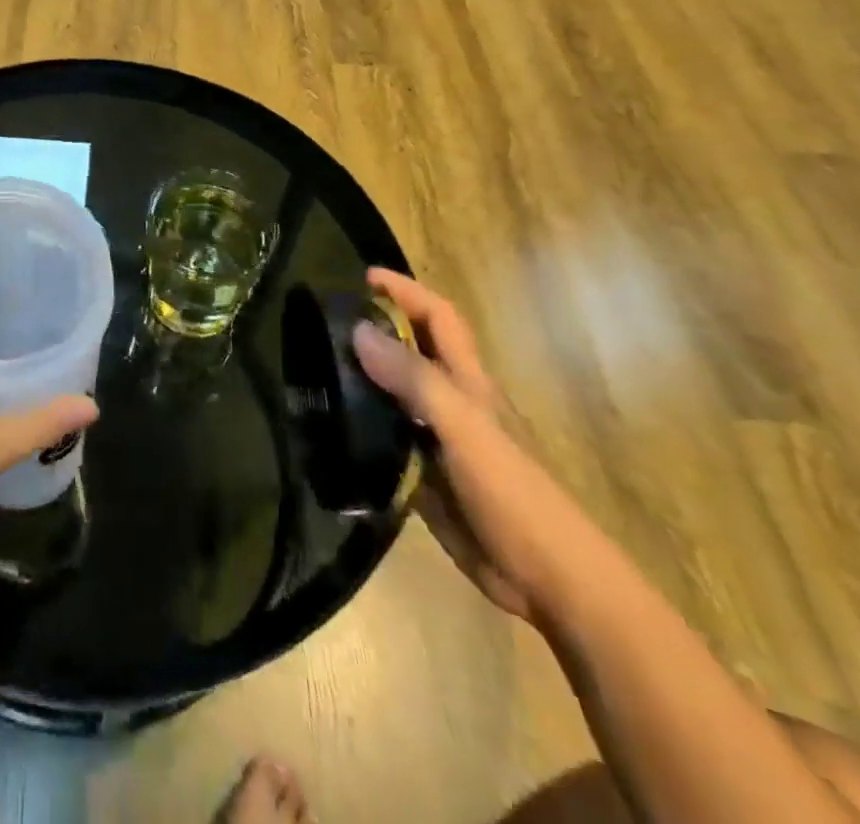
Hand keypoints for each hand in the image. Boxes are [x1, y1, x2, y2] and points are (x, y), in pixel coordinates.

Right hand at [353, 269, 582, 621]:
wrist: (549, 582)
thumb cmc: (515, 496)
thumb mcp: (465, 430)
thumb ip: (414, 380)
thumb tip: (359, 330)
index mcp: (466, 383)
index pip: (437, 318)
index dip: (406, 291)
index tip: (363, 278)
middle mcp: (448, 403)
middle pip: (410, 351)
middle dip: (373, 327)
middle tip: (321, 323)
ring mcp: (434, 440)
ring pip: (391, 394)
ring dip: (358, 377)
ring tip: (310, 368)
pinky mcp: (421, 475)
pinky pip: (382, 439)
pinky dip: (356, 426)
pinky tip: (325, 426)